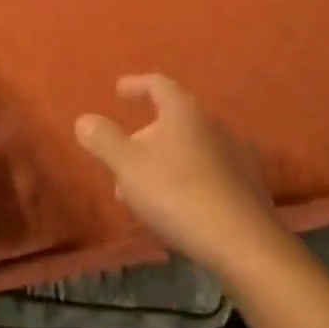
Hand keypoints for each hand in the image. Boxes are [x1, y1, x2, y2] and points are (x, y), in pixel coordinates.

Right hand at [75, 74, 288, 275]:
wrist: (244, 243)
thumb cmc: (179, 194)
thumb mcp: (128, 167)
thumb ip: (104, 140)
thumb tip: (84, 119)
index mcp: (183, 110)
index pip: (157, 84)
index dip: (135, 85)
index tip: (119, 90)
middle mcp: (210, 123)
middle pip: (171, 119)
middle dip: (143, 137)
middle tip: (121, 161)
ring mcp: (232, 153)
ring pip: (186, 148)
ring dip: (161, 162)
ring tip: (142, 191)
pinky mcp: (243, 184)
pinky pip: (204, 171)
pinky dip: (183, 179)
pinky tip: (174, 207)